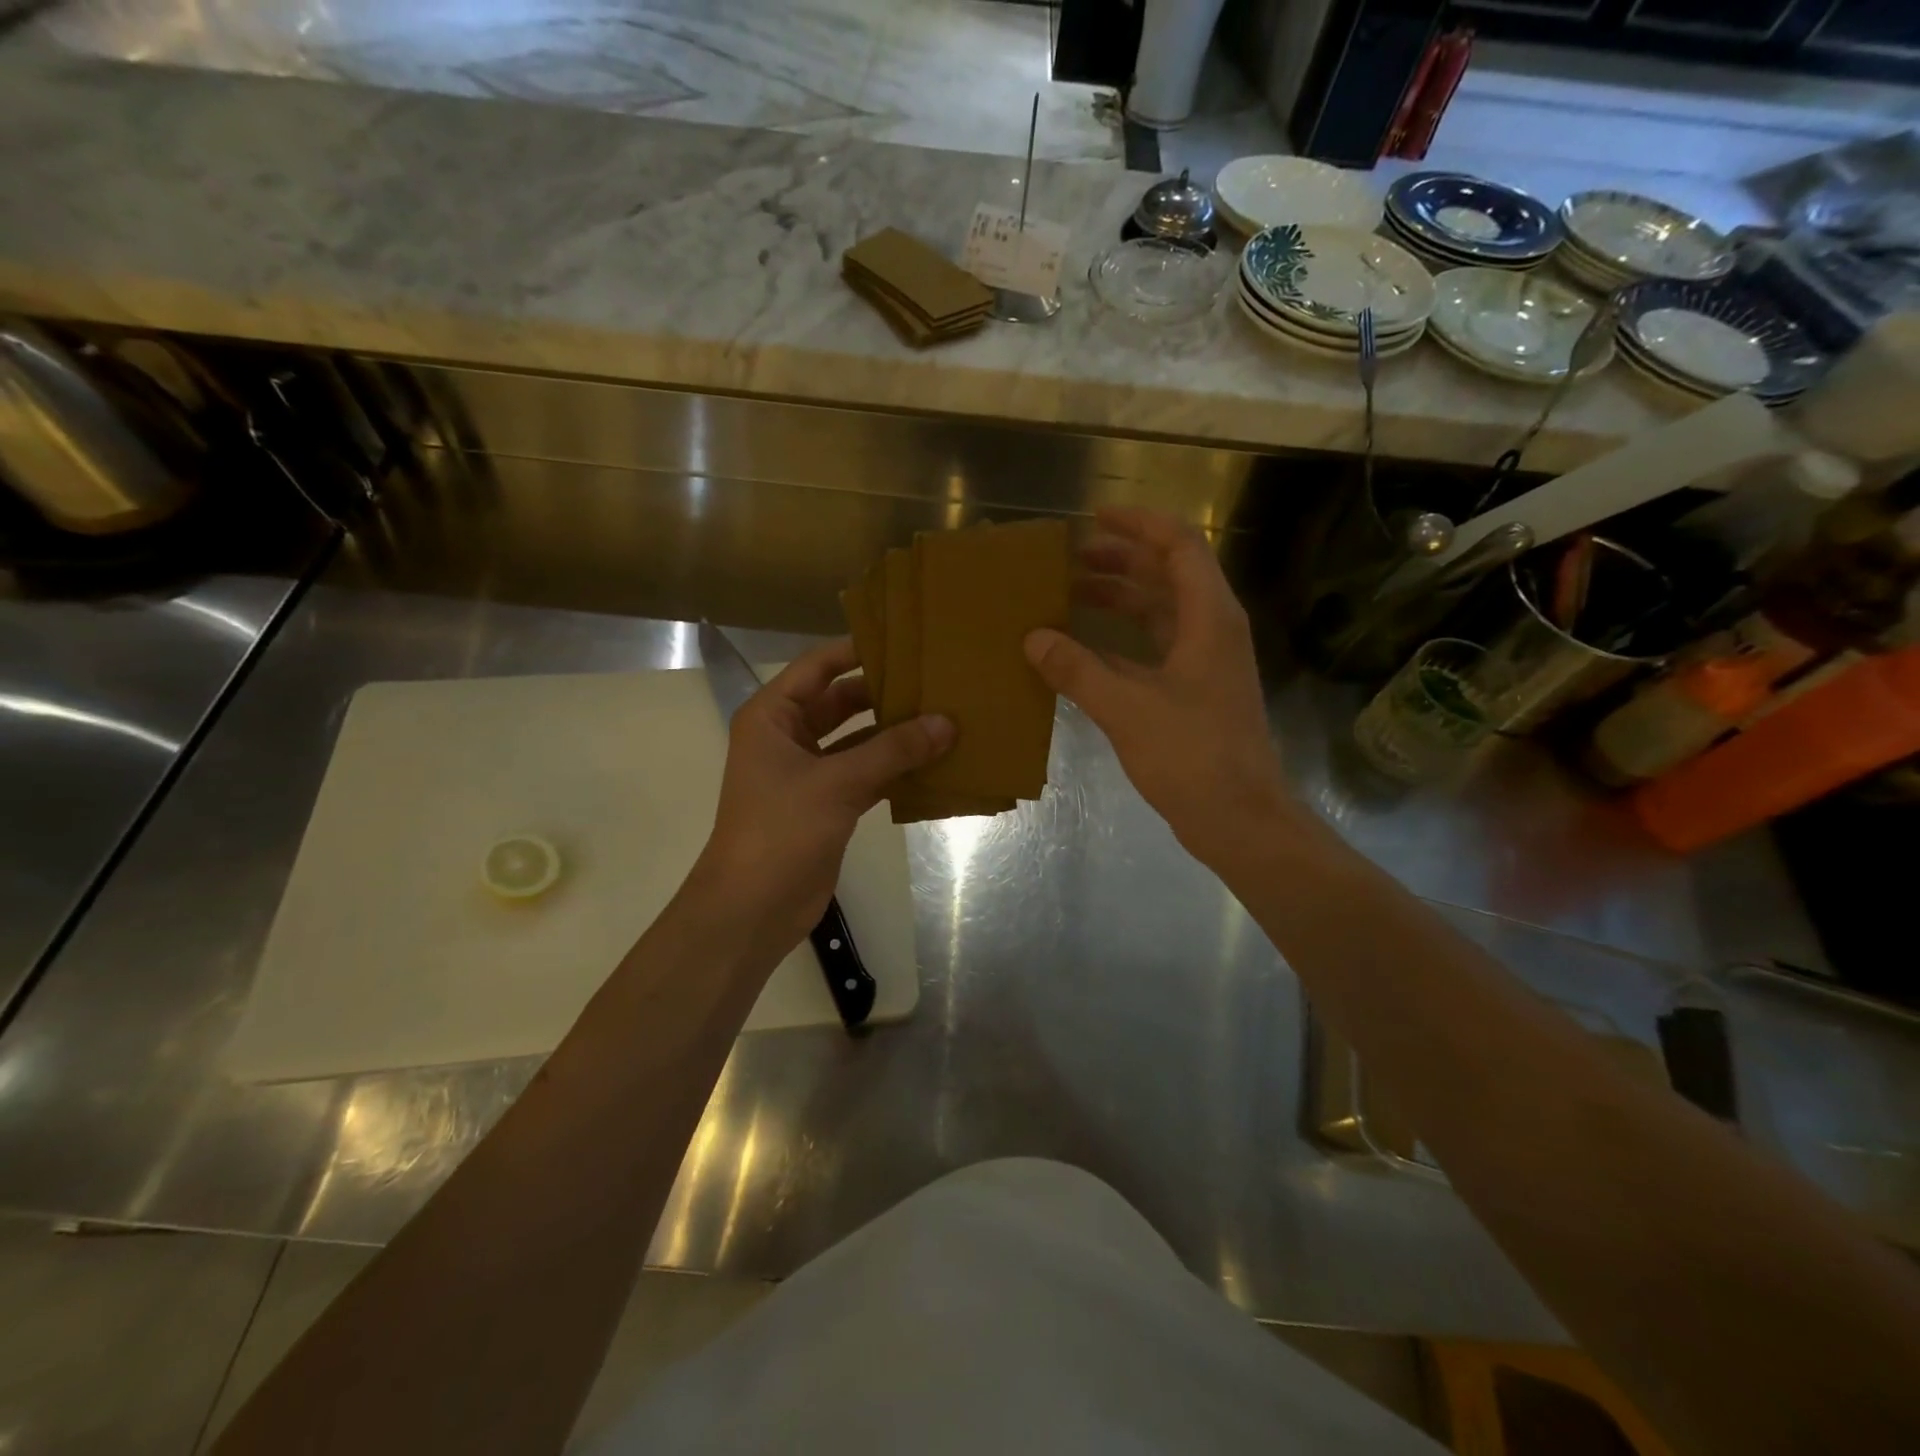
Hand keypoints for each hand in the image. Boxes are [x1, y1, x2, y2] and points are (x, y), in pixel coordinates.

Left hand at [692, 639, 953, 947]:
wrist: (752, 908)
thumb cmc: (781, 831)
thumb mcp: (837, 783)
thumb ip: (893, 750)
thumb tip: (948, 722)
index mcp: (773, 716)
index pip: (818, 666)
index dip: (858, 650)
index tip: (906, 640)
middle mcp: (788, 737)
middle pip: (841, 701)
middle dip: (884, 693)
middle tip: (936, 679)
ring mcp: (808, 772)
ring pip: (857, 740)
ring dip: (894, 733)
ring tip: (944, 716)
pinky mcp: (827, 804)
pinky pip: (866, 773)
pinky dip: (894, 768)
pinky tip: (934, 761)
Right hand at [1024, 507, 1292, 861]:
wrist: (1239, 817)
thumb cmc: (1192, 755)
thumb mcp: (1127, 708)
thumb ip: (1078, 669)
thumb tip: (1033, 637)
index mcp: (1208, 618)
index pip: (1179, 545)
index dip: (1139, 524)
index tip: (1094, 517)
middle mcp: (1210, 629)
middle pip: (1167, 574)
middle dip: (1119, 560)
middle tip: (1069, 559)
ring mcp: (1204, 661)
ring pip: (1159, 612)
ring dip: (1118, 599)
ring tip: (1068, 595)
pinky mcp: (1193, 690)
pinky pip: (1152, 647)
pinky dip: (1119, 640)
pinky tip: (1082, 649)